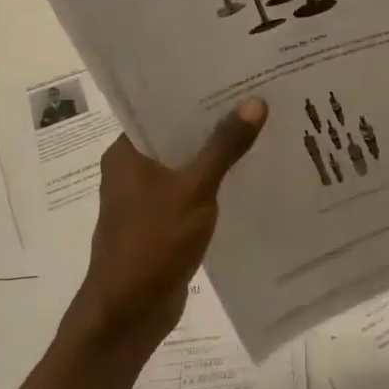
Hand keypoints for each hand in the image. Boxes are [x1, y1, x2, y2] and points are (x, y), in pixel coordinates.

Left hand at [70, 99, 266, 355]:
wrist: (128, 314)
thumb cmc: (152, 243)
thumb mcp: (194, 189)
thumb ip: (224, 146)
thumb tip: (255, 102)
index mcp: (127, 152)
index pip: (161, 107)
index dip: (196, 91)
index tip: (234, 74)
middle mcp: (133, 170)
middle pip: (178, 134)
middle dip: (214, 121)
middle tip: (258, 97)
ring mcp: (147, 198)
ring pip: (187, 164)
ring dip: (217, 153)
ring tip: (261, 128)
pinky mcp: (163, 222)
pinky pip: (193, 191)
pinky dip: (215, 182)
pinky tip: (249, 174)